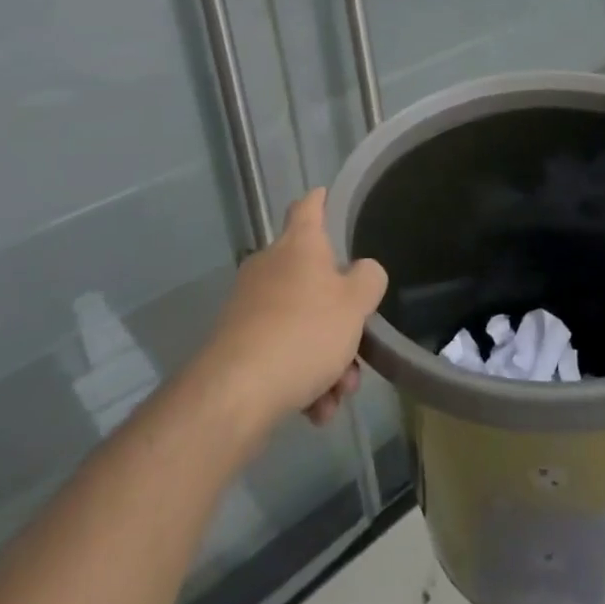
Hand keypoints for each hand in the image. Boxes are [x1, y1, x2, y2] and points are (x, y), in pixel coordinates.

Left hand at [198, 189, 387, 431]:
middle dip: (341, 317)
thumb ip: (368, 279)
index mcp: (299, 246)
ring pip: (302, 324)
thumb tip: (363, 271)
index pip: (309, 208)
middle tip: (359, 347)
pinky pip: (282, 353)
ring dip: (327, 357)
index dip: (320, 199)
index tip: (326, 193)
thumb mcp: (355, 303)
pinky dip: (302, 377)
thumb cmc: (304, 332)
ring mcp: (250, 307)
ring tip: (338, 393)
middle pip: (314, 280)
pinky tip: (315, 410)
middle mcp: (271, 268)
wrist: (236, 394)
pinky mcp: (238, 345)